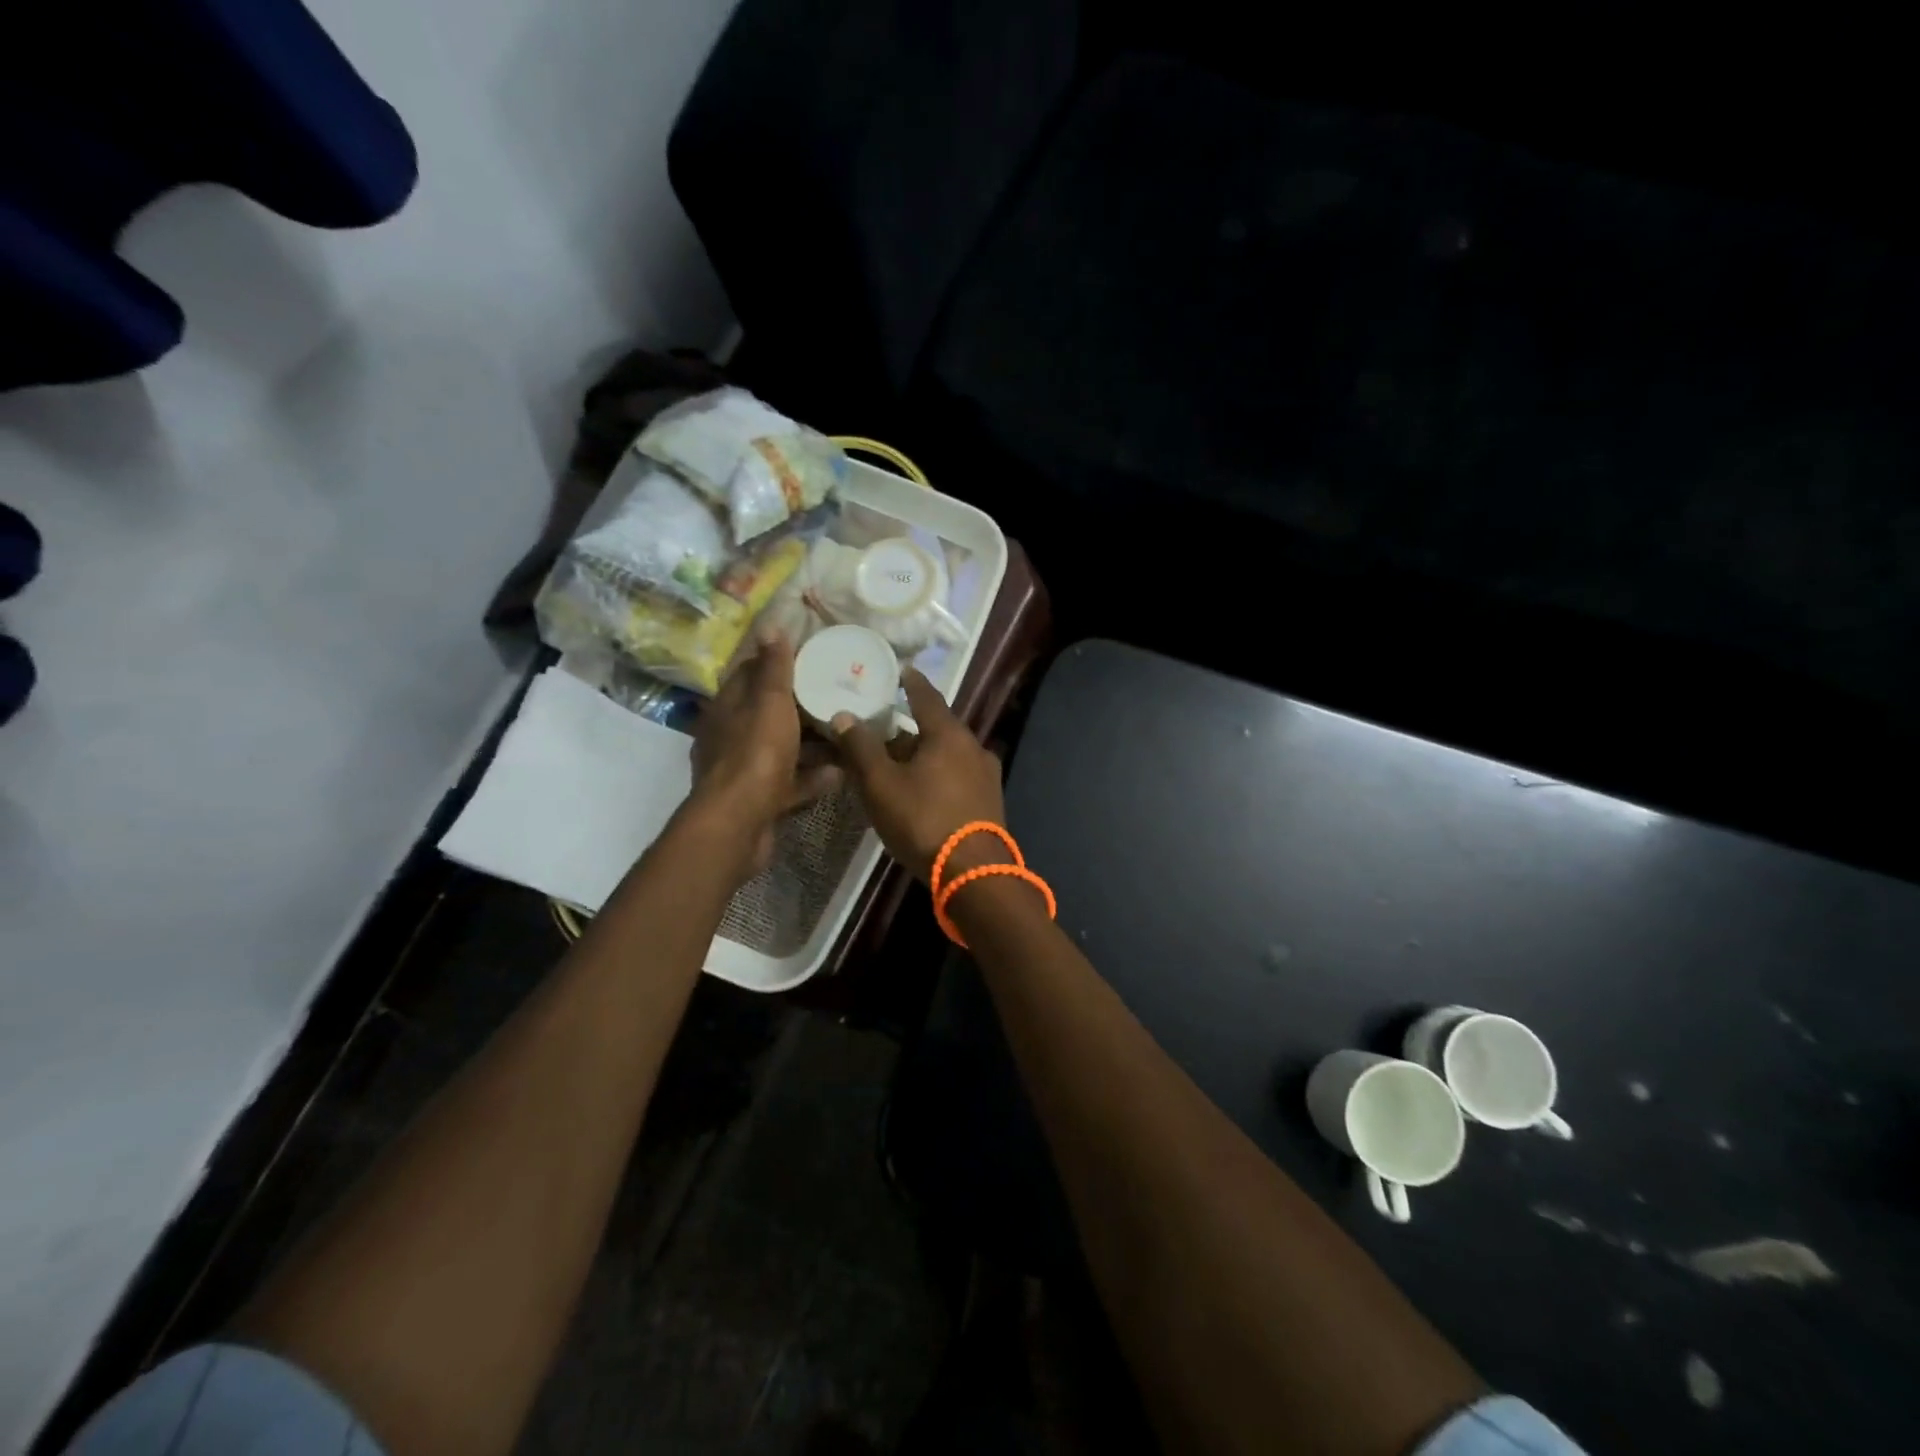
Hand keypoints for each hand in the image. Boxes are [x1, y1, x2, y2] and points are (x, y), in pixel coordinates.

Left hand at [689, 633, 840, 883]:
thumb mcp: (769, 702)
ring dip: (812, 744)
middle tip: (839, 695)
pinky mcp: (759, 800)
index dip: (779, 663)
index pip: (751, 674)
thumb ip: (774, 667)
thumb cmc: (755, 754)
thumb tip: (771, 625)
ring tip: (846, 735)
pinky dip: (813, 777)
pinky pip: (790, 782)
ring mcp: (744, 770)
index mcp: (728, 707)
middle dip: (802, 706)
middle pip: (770, 713)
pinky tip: (841, 774)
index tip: (813, 657)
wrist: (738, 823)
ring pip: (783, 749)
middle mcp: (731, 736)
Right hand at [830, 669, 1005, 883]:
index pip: (927, 696)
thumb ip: (861, 748)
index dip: (911, 683)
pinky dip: (939, 774)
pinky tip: (924, 789)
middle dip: (912, 727)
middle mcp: (974, 747)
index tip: (901, 671)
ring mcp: (987, 775)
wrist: (973, 873)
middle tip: (885, 728)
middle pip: (938, 727)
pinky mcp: (990, 801)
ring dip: (925, 753)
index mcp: (949, 734)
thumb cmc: (923, 820)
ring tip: (899, 761)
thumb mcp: (881, 784)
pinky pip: (959, 776)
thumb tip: (844, 715)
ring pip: (949, 754)